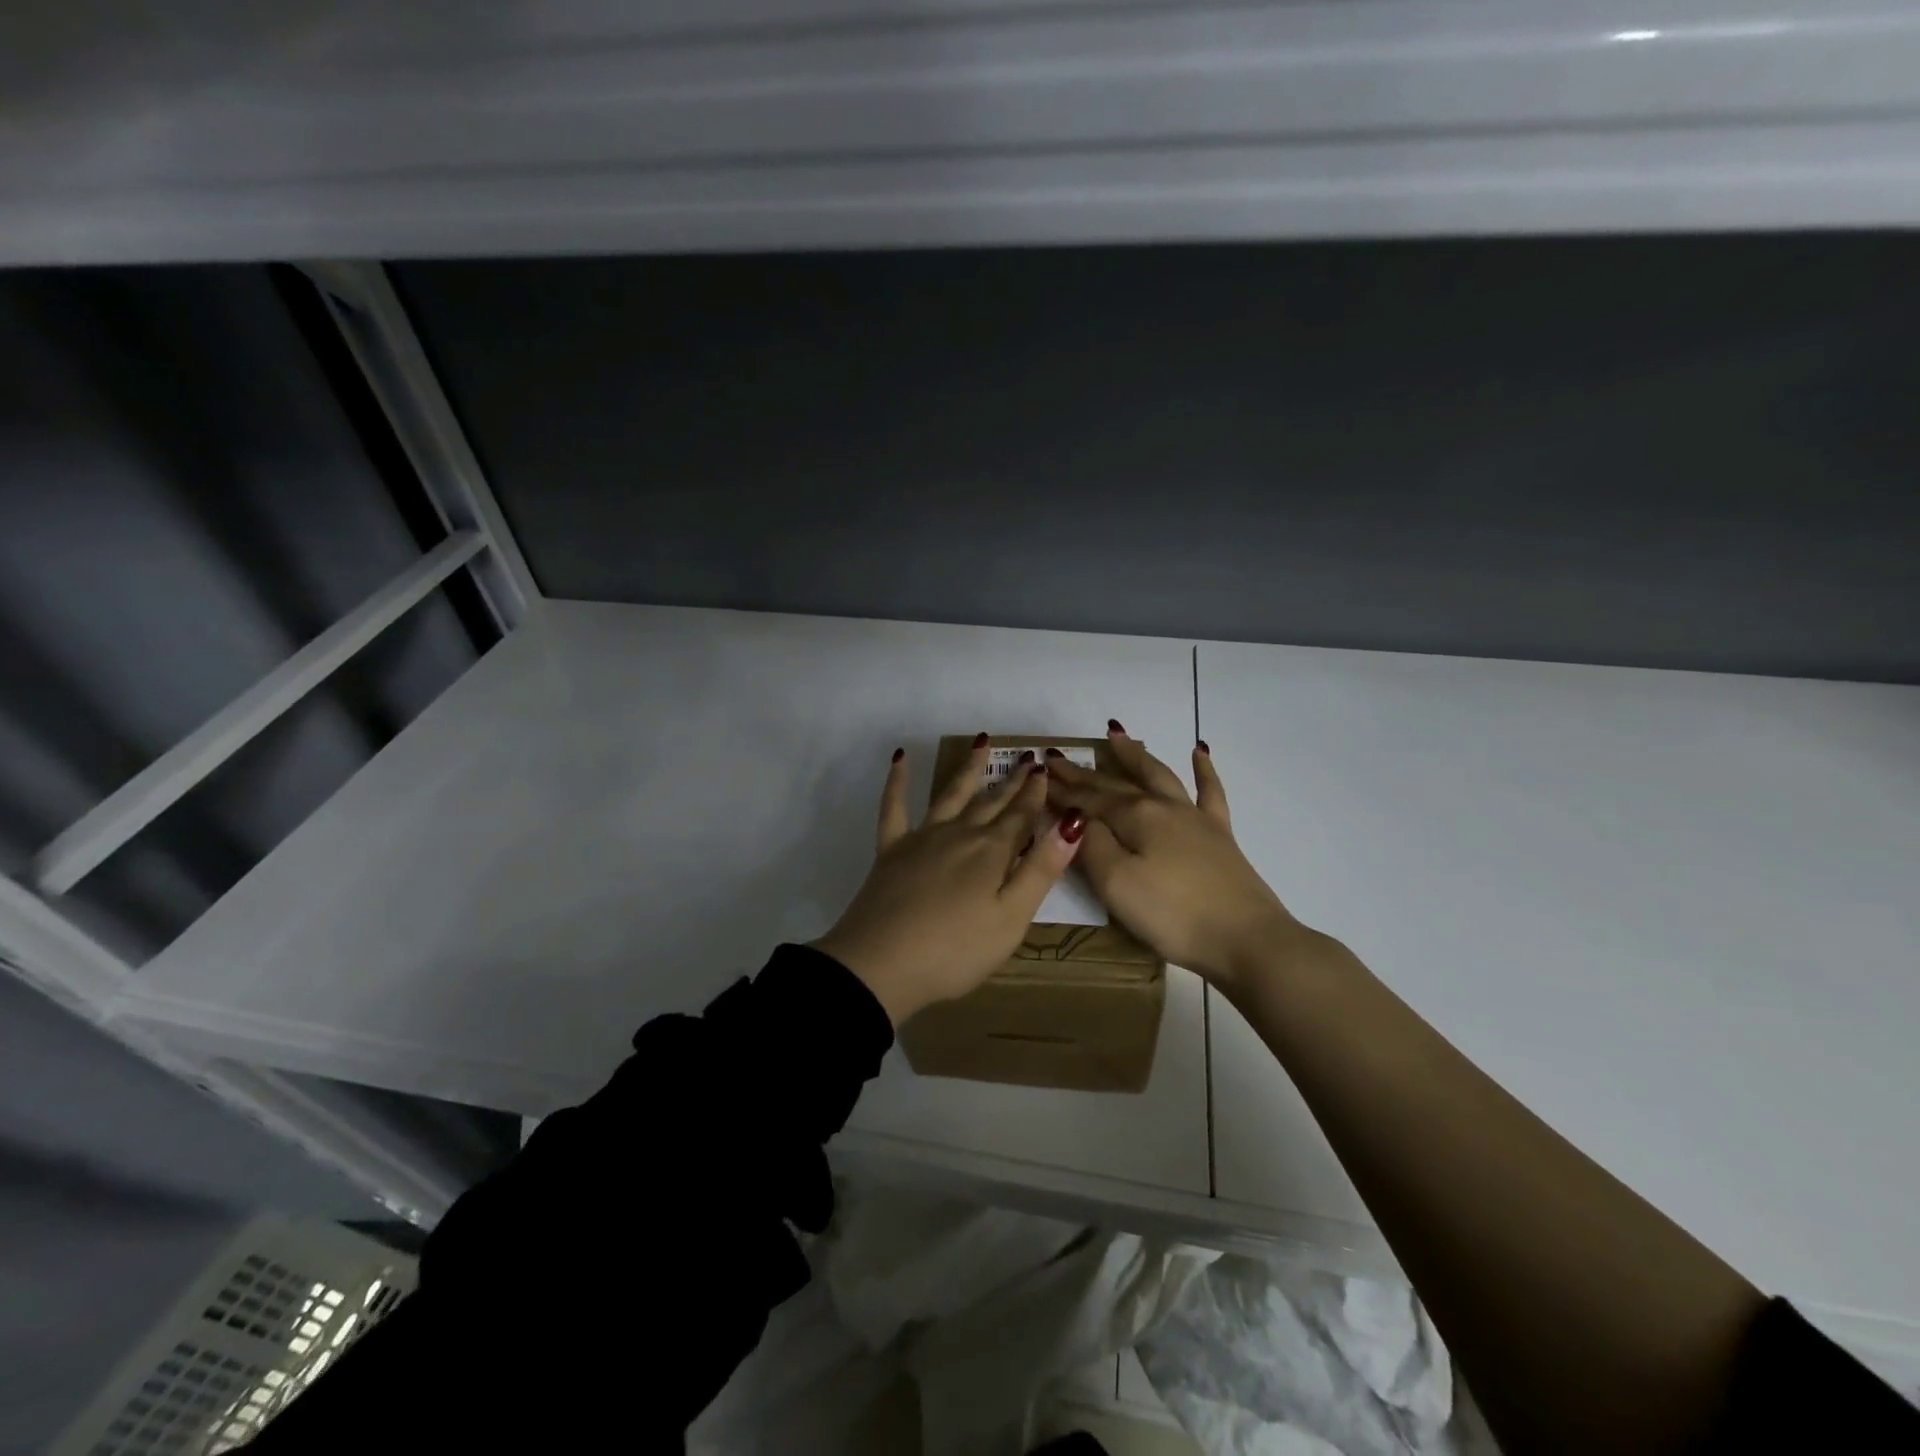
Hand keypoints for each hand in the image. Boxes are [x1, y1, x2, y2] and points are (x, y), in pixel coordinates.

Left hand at [814, 739, 1083, 1026]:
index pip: (1022, 816)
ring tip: (982, 742)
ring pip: (951, 794)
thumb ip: (1041, 869)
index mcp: (992, 852)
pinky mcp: (891, 849)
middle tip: (1027, 757)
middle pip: (992, 802)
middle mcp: (960, 834)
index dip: (1036, 793)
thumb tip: (1072, 821)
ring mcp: (922, 837)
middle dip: (1012, 781)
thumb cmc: (956, 951)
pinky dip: (898, 781)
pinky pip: (894, 806)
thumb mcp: (1011, 918)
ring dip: (969, 768)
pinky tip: (901, 758)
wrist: (881, 964)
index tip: (1046, 768)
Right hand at [1043, 729, 1297, 988]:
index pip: (1088, 799)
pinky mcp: (1220, 836)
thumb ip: (1091, 846)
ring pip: (1159, 775)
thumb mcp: (1116, 884)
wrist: (1247, 940)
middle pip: (1117, 784)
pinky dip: (1203, 769)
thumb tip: (1075, 818)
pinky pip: (1210, 791)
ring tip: (1116, 734)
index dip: (1062, 790)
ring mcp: (1195, 818)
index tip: (1038, 776)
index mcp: (1135, 817)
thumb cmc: (1173, 915)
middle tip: (1058, 758)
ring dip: (1135, 755)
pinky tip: (1200, 751)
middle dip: (1084, 772)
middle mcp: (1163, 806)